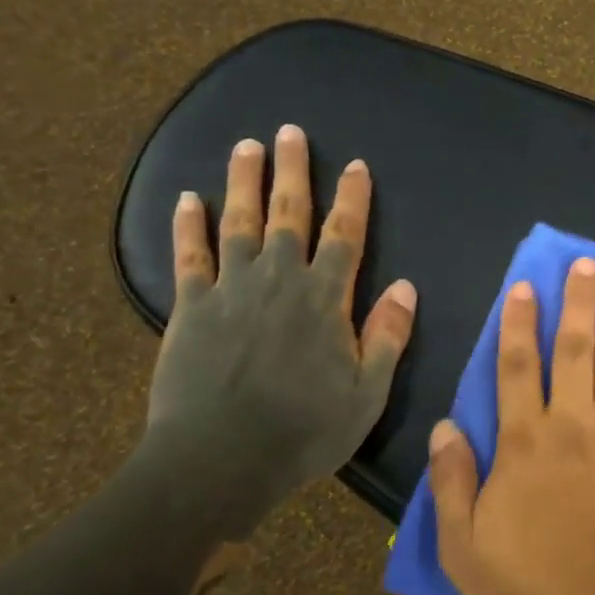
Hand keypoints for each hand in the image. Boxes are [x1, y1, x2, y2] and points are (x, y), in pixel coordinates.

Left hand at [144, 126, 415, 503]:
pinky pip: (189, 258)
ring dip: (243, 182)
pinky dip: (188, 226)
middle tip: (291, 132)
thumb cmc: (303, 432)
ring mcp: (230, 291)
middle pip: (289, 214)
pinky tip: (187, 198)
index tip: (357, 166)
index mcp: (325, 300)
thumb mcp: (367, 394)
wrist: (218, 463)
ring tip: (246, 146)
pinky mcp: (190, 309)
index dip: (353, 199)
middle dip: (293, 171)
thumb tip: (407, 287)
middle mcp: (279, 281)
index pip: (345, 236)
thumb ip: (387, 337)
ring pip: (239, 223)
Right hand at [429, 258, 594, 594]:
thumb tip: (445, 425)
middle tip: (586, 262)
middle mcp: (571, 425)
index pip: (516, 367)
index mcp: (523, 441)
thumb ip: (452, 481)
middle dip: (577, 303)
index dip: (518, 323)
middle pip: (573, 350)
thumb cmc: (526, 587)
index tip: (525, 286)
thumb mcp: (463, 544)